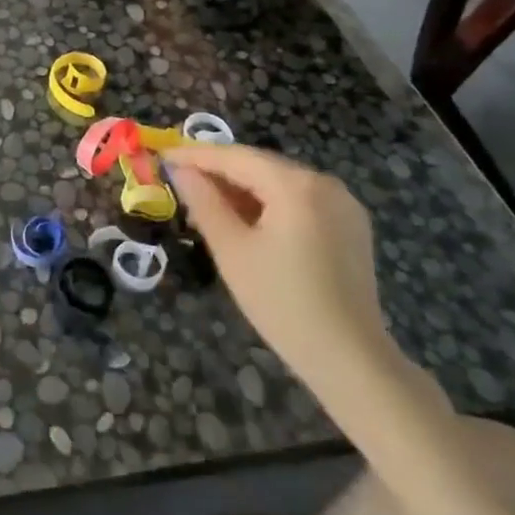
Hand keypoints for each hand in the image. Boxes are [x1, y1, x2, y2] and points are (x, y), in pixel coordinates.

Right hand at [163, 144, 391, 387]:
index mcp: (296, 185)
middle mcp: (325, 183)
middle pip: (260, 166)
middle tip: (180, 180)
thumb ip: (204, 203)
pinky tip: (246, 221)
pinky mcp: (350, 226)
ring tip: (206, 203)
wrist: (350, 360)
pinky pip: (299, 201)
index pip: (236, 157)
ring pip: (279, 183)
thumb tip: (181, 171)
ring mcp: (343, 204)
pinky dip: (269, 204)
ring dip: (243, 189)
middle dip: (219, 172)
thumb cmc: (282, 303)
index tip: (164, 155)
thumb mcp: (232, 251)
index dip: (196, 155)